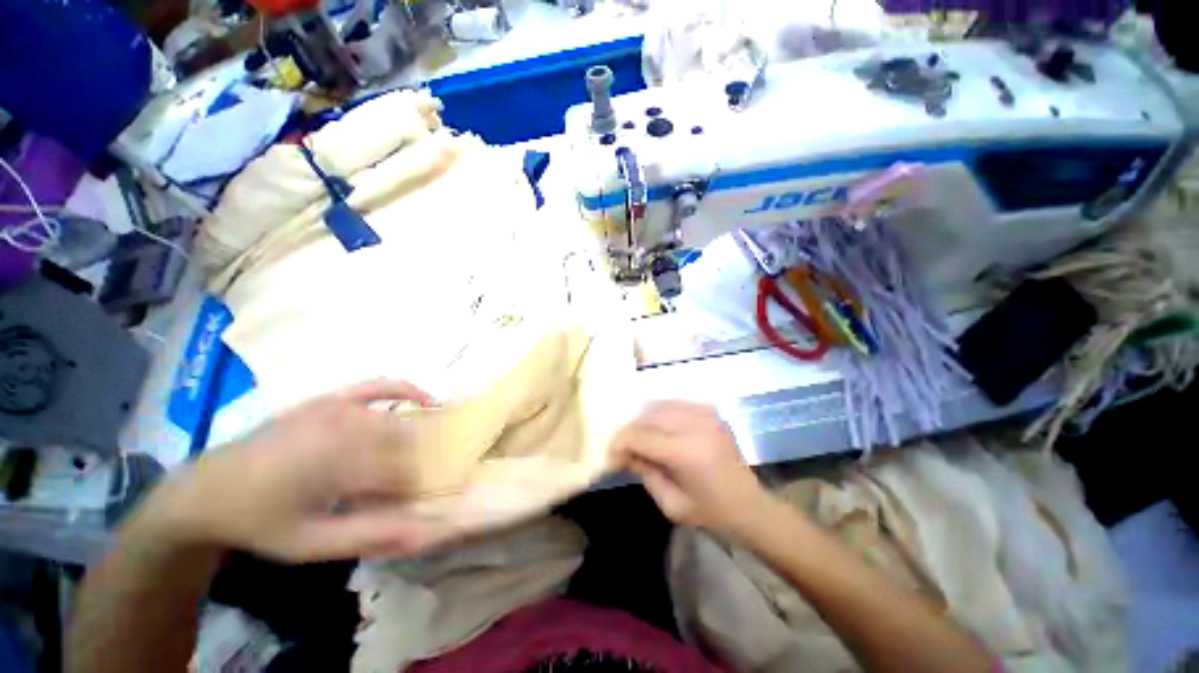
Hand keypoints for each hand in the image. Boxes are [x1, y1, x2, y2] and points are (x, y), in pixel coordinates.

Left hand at [150, 380, 442, 561]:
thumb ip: (367, 535)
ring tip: (427, 453)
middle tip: (415, 484)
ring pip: (398, 419)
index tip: (414, 504)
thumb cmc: (260, 521)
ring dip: (416, 436)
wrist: (207, 491)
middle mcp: (344, 426)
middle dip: (417, 463)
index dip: (414, 489)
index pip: (403, 471)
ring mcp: (336, 407)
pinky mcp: (329, 398)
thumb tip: (421, 533)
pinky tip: (426, 400)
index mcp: (338, 462)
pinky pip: (378, 386)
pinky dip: (407, 390)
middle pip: (405, 442)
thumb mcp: (309, 543)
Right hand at [613, 402, 769, 535]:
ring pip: (660, 406)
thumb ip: (644, 472)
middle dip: (629, 431)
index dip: (619, 444)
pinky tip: (658, 430)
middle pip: (648, 416)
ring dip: (644, 421)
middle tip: (623, 449)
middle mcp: (695, 426)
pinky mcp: (711, 413)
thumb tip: (625, 452)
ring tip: (639, 440)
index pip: (640, 436)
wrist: (753, 508)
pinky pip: (676, 404)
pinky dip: (661, 414)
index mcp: (686, 452)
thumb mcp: (671, 504)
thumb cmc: (713, 514)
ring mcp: (706, 415)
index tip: (611, 459)